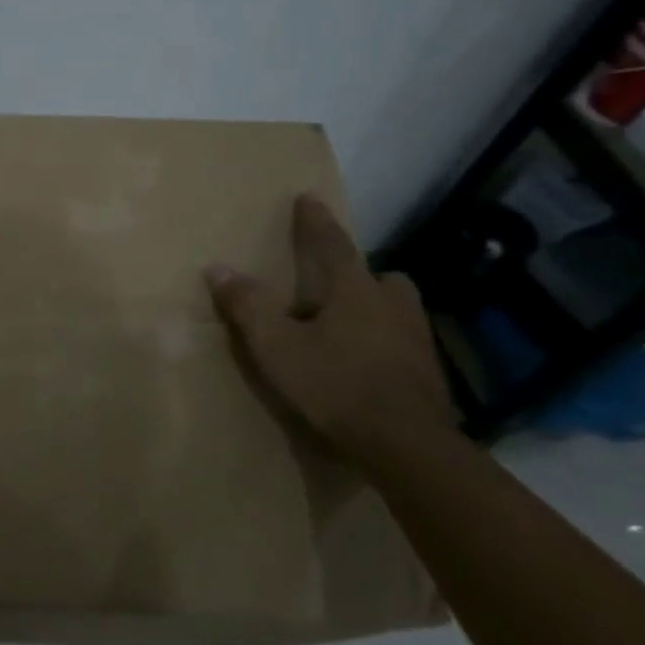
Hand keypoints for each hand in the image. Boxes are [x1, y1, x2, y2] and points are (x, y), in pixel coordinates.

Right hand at [204, 194, 454, 473]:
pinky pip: (402, 341)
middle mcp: (391, 304)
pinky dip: (384, 342)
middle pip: (378, 276)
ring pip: (396, 308)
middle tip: (333, 283)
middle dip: (357, 274)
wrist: (407, 446)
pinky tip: (366, 364)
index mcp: (354, 290)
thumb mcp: (276, 347)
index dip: (315, 221)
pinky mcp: (428, 371)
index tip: (307, 198)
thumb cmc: (335, 386)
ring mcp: (417, 338)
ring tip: (348, 326)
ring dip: (374, 307)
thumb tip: (217, 267)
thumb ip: (247, 306)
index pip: (332, 244)